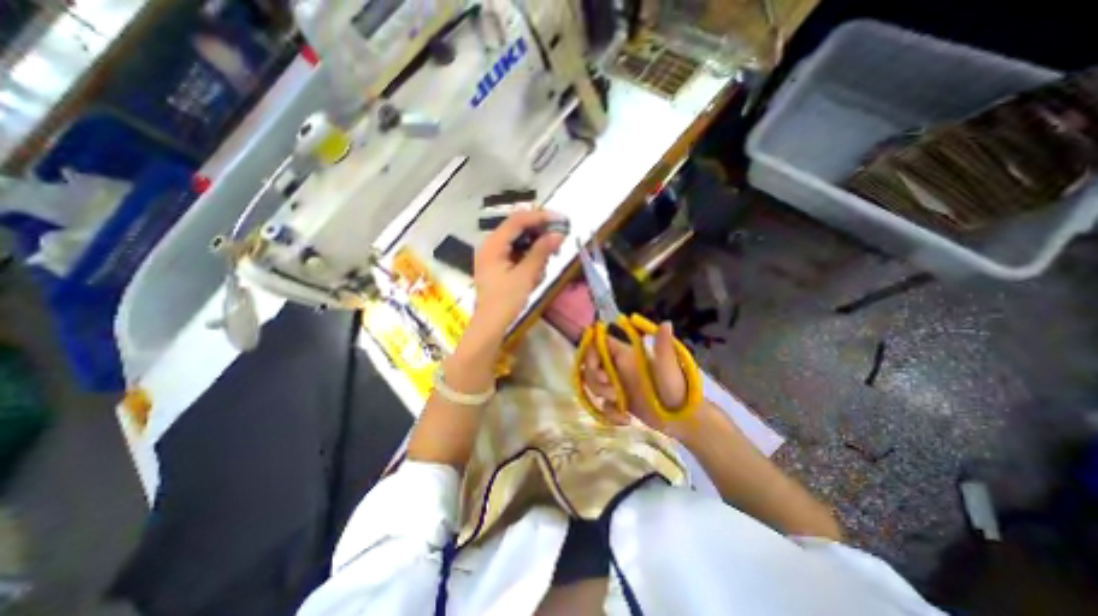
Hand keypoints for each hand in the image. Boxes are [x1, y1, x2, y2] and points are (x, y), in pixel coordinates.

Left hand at [470, 210, 564, 338]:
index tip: (560, 219)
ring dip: (536, 246)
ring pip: (518, 241)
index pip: (517, 220)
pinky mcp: (497, 266)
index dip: (540, 217)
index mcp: (492, 245)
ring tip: (550, 257)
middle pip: (517, 229)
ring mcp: (492, 256)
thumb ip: (541, 251)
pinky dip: (529, 256)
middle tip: (559, 237)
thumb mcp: (526, 275)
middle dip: (539, 232)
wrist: (490, 325)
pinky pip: (515, 253)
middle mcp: (490, 246)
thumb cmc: (506, 301)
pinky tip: (539, 267)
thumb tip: (558, 233)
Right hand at [575, 324, 691, 439]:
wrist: (684, 419)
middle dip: (594, 379)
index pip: (599, 345)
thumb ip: (662, 345)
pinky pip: (603, 405)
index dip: (591, 353)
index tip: (597, 368)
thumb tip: (667, 322)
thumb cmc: (678, 389)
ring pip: (593, 384)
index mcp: (626, 355)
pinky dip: (609, 413)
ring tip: (619, 403)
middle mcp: (618, 367)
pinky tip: (625, 419)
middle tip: (611, 390)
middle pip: (591, 365)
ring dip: (600, 395)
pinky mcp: (619, 402)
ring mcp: (618, 385)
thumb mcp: (668, 367)